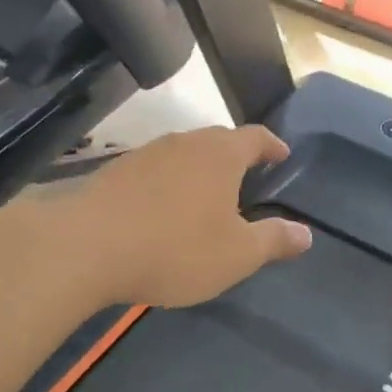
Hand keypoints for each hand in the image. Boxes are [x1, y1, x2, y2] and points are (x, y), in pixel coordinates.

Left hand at [70, 125, 311, 307]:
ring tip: (206, 195)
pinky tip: (163, 209)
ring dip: (199, 170)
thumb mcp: (236, 254)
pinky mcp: (114, 172)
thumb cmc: (174, 248)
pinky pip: (155, 171)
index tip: (282, 155)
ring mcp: (145, 154)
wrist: (85, 248)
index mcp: (220, 154)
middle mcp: (184, 143)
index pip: (255, 137)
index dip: (272, 145)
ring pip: (183, 154)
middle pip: (218, 140)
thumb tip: (306, 233)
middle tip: (247, 177)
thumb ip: (273, 240)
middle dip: (236, 156)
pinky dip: (168, 184)